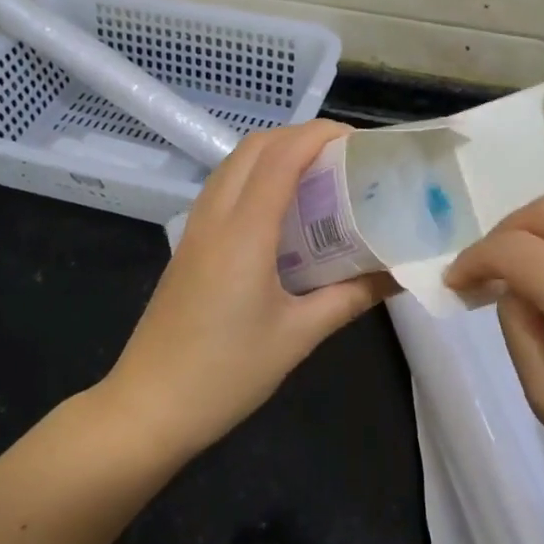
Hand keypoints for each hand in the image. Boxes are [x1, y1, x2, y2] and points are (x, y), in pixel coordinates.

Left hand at [99, 119, 390, 461]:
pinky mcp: (188, 245)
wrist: (147, 408)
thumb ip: (350, 297)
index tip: (359, 142)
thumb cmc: (226, 374)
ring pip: (234, 163)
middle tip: (343, 157)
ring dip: (275, 153)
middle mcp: (215, 217)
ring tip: (318, 175)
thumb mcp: (299, 336)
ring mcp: (195, 229)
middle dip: (300, 136)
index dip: (320, 135)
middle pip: (255, 146)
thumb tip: (397, 274)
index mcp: (244, 232)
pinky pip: (223, 188)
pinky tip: (282, 210)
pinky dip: (255, 176)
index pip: (282, 156)